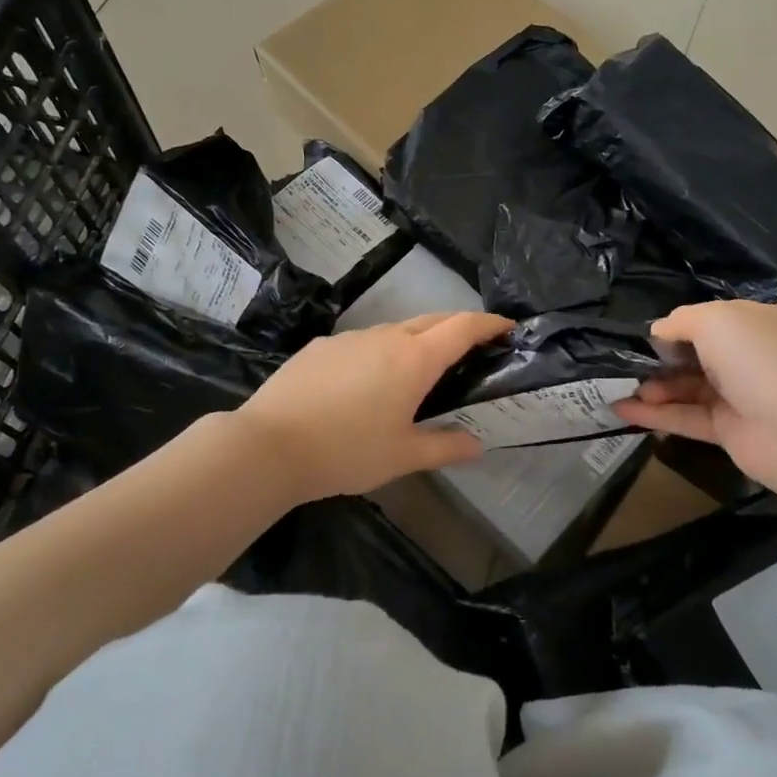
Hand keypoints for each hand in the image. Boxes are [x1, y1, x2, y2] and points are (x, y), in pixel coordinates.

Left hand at [237, 312, 515, 500]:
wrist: (269, 445)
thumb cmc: (347, 451)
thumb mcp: (403, 456)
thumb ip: (444, 447)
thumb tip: (476, 444)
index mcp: (414, 360)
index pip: (463, 327)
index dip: (489, 323)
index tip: (507, 327)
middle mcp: (385, 338)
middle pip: (431, 320)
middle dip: (457, 327)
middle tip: (471, 348)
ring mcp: (349, 338)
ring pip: (394, 330)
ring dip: (415, 341)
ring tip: (417, 372)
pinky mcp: (320, 347)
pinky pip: (362, 342)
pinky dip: (379, 353)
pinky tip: (366, 384)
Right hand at [612, 300, 776, 493]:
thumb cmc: (755, 360)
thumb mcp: (713, 321)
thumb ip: (679, 320)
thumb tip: (659, 332)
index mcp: (753, 324)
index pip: (709, 320)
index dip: (677, 327)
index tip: (647, 338)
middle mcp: (748, 357)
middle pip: (695, 355)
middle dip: (661, 359)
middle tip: (630, 367)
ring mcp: (739, 395)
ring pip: (688, 388)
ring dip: (654, 388)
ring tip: (624, 390)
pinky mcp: (728, 429)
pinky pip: (686, 417)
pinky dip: (655, 415)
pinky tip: (622, 411)